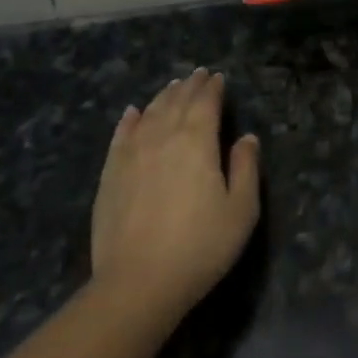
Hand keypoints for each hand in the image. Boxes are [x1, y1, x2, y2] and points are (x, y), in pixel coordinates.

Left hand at [90, 68, 259, 321]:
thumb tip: (247, 138)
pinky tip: (133, 112)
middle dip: (189, 86)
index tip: (218, 78)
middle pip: (176, 102)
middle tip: (197, 75)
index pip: (205, 103)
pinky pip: (121, 134)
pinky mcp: (110, 173)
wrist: (138, 282)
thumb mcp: (241, 210)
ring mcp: (132, 153)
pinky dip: (130, 119)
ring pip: (149, 113)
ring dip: (163, 96)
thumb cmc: (200, 246)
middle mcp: (163, 137)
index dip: (213, 88)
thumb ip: (246, 168)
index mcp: (197, 141)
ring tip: (172, 87)